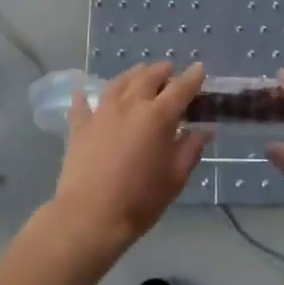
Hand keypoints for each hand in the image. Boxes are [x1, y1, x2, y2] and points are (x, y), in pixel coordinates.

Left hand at [49, 62, 208, 255]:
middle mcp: (130, 104)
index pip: (181, 88)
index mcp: (158, 116)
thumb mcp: (175, 178)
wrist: (90, 216)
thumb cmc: (140, 200)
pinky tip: (85, 94)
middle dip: (162, 71)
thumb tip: (203, 130)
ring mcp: (102, 111)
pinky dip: (87, 96)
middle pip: (148, 76)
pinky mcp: (79, 125)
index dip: (193, 77)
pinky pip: (83, 103)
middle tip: (169, 73)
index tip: (199, 69)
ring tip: (139, 75)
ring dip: (133, 75)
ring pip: (119, 82)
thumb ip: (191, 149)